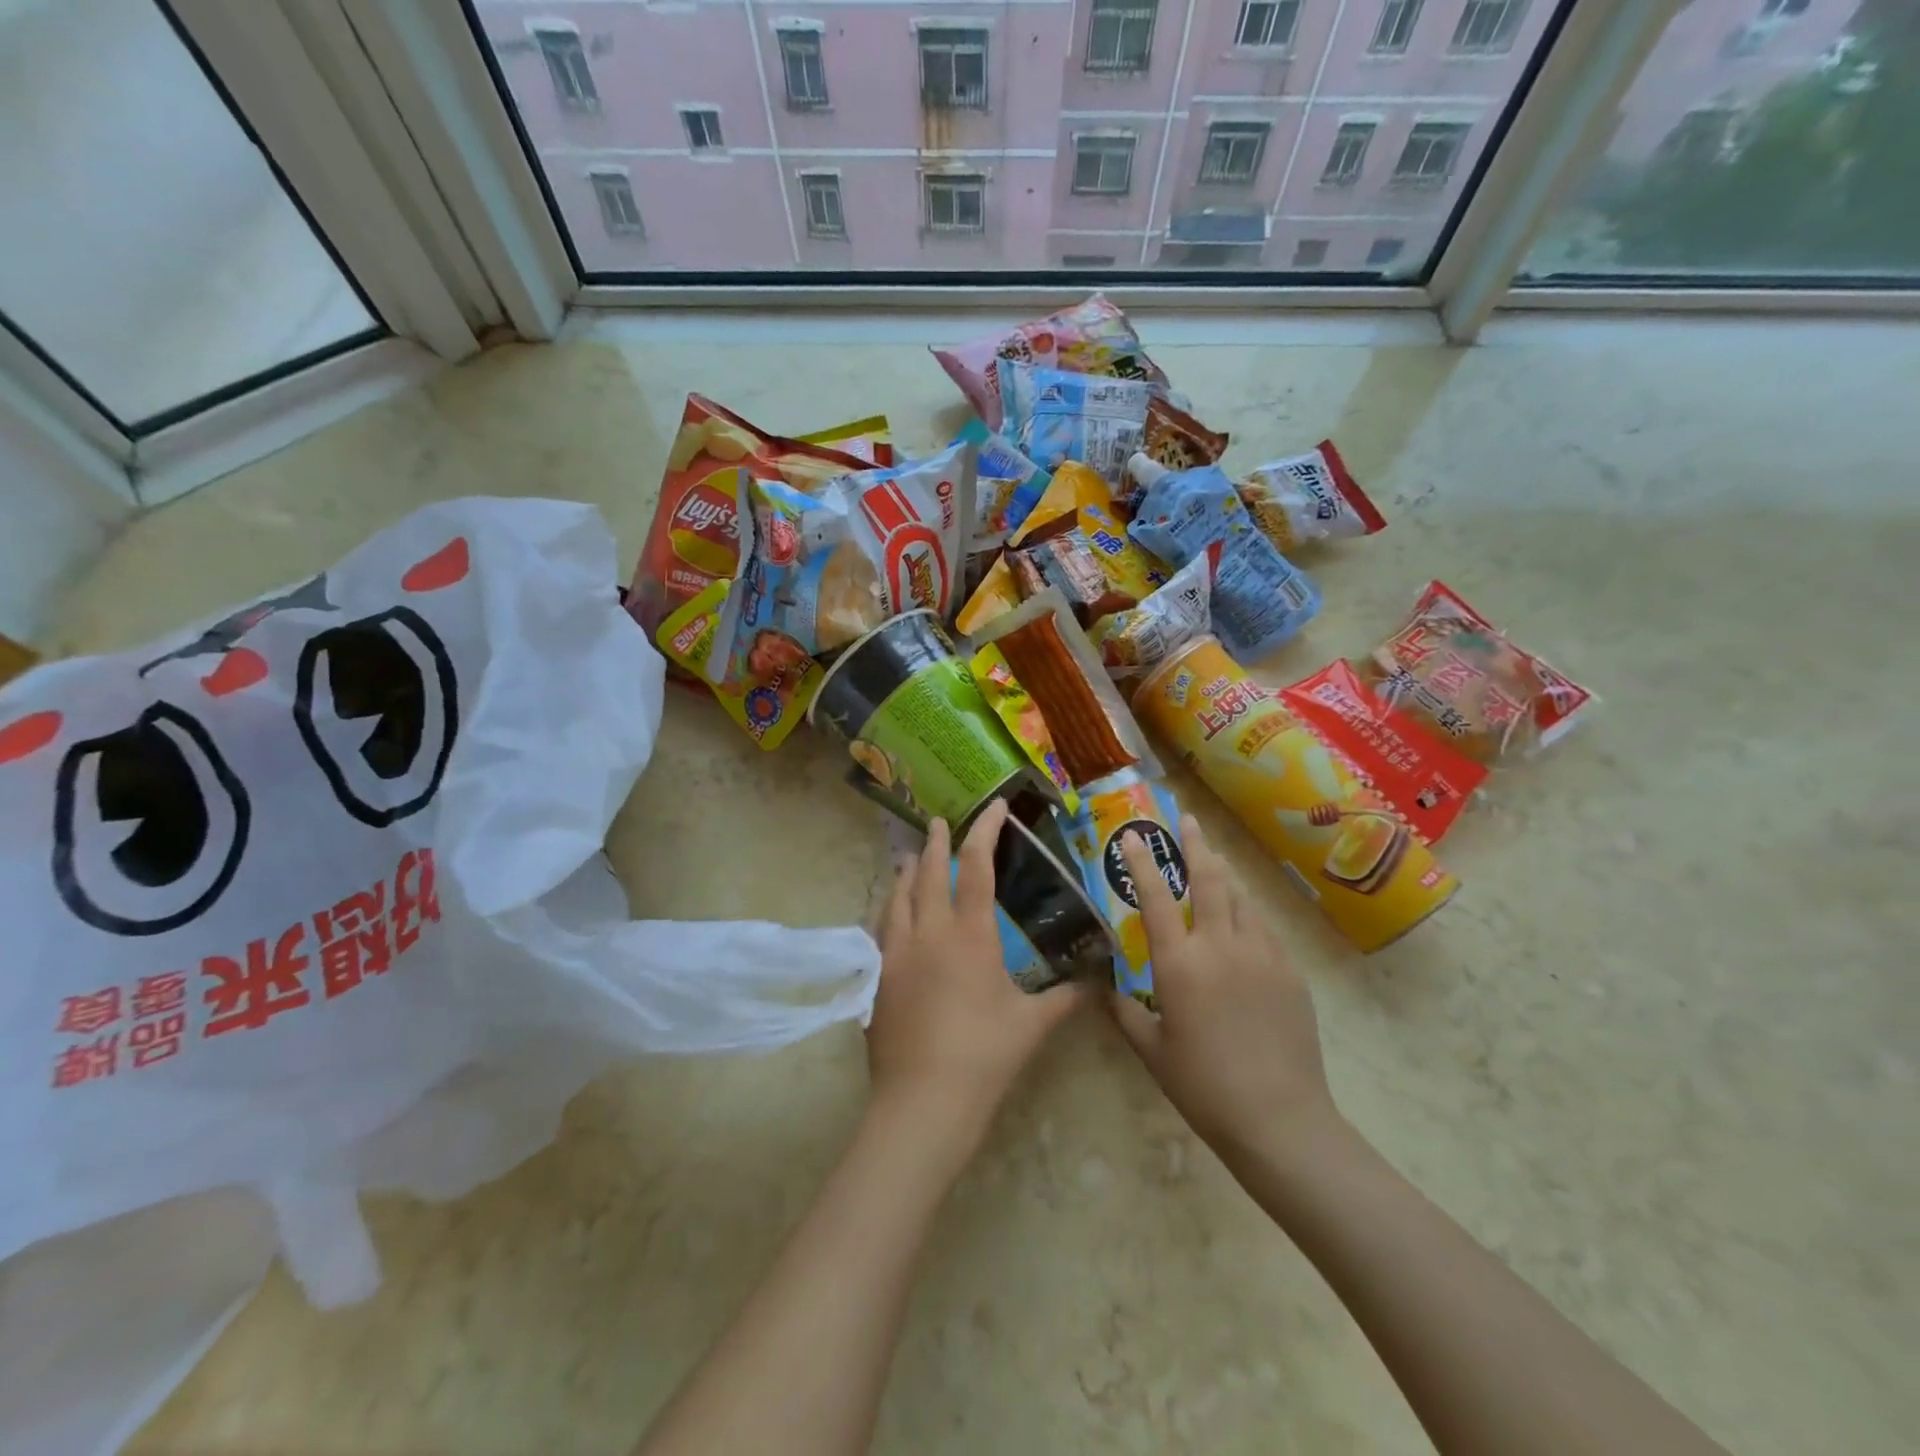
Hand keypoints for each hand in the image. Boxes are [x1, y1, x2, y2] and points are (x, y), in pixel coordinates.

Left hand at [868, 799, 1087, 1153]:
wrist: (923, 1102)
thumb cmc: (984, 1056)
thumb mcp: (1032, 1025)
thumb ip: (1065, 998)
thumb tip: (1096, 983)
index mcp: (969, 934)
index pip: (976, 865)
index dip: (985, 830)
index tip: (993, 807)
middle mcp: (928, 931)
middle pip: (929, 872)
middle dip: (937, 842)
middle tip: (938, 822)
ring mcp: (896, 952)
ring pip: (897, 896)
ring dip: (907, 872)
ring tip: (910, 858)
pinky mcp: (878, 976)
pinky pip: (880, 927)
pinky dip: (888, 908)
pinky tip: (889, 913)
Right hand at [1110, 814, 1334, 1157]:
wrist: (1279, 1119)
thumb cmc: (1204, 1086)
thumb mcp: (1151, 1051)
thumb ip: (1124, 1012)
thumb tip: (1104, 989)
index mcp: (1180, 964)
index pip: (1155, 898)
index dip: (1141, 863)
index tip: (1131, 836)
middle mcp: (1221, 946)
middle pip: (1209, 880)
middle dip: (1195, 845)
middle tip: (1187, 820)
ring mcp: (1261, 955)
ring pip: (1241, 898)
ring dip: (1223, 875)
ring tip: (1214, 860)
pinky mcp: (1290, 972)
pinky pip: (1264, 928)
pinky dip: (1247, 913)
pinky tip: (1243, 919)